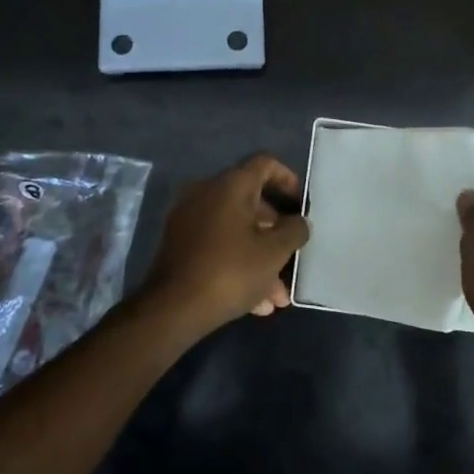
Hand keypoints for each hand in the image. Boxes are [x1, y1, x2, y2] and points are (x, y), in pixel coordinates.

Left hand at [136, 153, 311, 338]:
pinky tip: (256, 303)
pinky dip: (238, 263)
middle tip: (293, 256)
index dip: (288, 179)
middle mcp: (206, 192)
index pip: (265, 164)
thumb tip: (299, 222)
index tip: (301, 205)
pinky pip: (217, 245)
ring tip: (278, 296)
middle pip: (251, 201)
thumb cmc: (231, 271)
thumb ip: (295, 230)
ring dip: (260, 257)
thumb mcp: (274, 252)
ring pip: (235, 230)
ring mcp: (189, 218)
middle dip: (276, 232)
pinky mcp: (179, 243)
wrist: (172, 309)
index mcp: (230, 185)